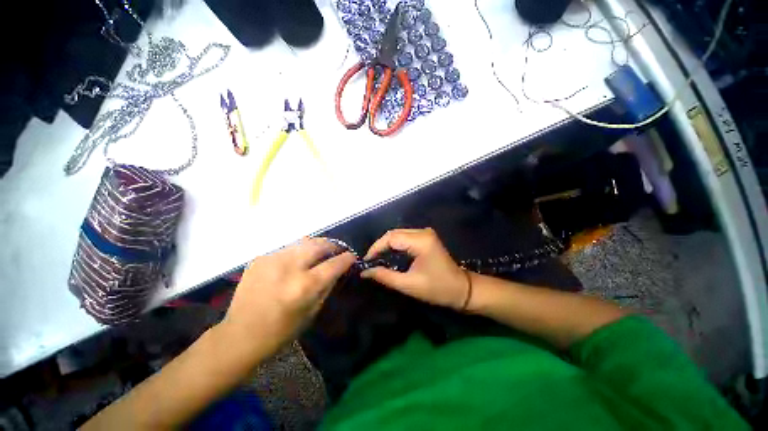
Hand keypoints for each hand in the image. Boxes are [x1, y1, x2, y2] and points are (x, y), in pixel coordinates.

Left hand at [220, 238, 354, 360]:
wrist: (239, 336)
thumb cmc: (281, 331)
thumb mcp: (312, 312)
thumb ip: (327, 286)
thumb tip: (338, 269)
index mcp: (304, 286)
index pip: (334, 264)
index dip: (347, 258)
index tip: (352, 256)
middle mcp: (289, 268)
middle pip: (319, 245)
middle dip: (332, 245)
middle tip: (337, 250)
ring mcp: (272, 260)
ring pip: (303, 242)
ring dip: (316, 246)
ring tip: (320, 252)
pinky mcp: (260, 258)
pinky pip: (287, 249)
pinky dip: (297, 252)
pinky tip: (296, 262)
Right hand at [361, 228, 469, 309]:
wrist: (462, 289)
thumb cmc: (437, 289)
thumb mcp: (408, 285)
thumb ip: (385, 276)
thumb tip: (364, 272)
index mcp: (420, 241)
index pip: (391, 238)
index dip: (376, 248)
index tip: (365, 261)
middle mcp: (423, 232)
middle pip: (394, 233)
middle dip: (380, 246)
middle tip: (369, 260)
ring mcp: (425, 233)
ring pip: (398, 234)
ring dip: (386, 245)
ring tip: (376, 258)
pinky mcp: (426, 237)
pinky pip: (405, 237)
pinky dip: (395, 245)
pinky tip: (389, 255)